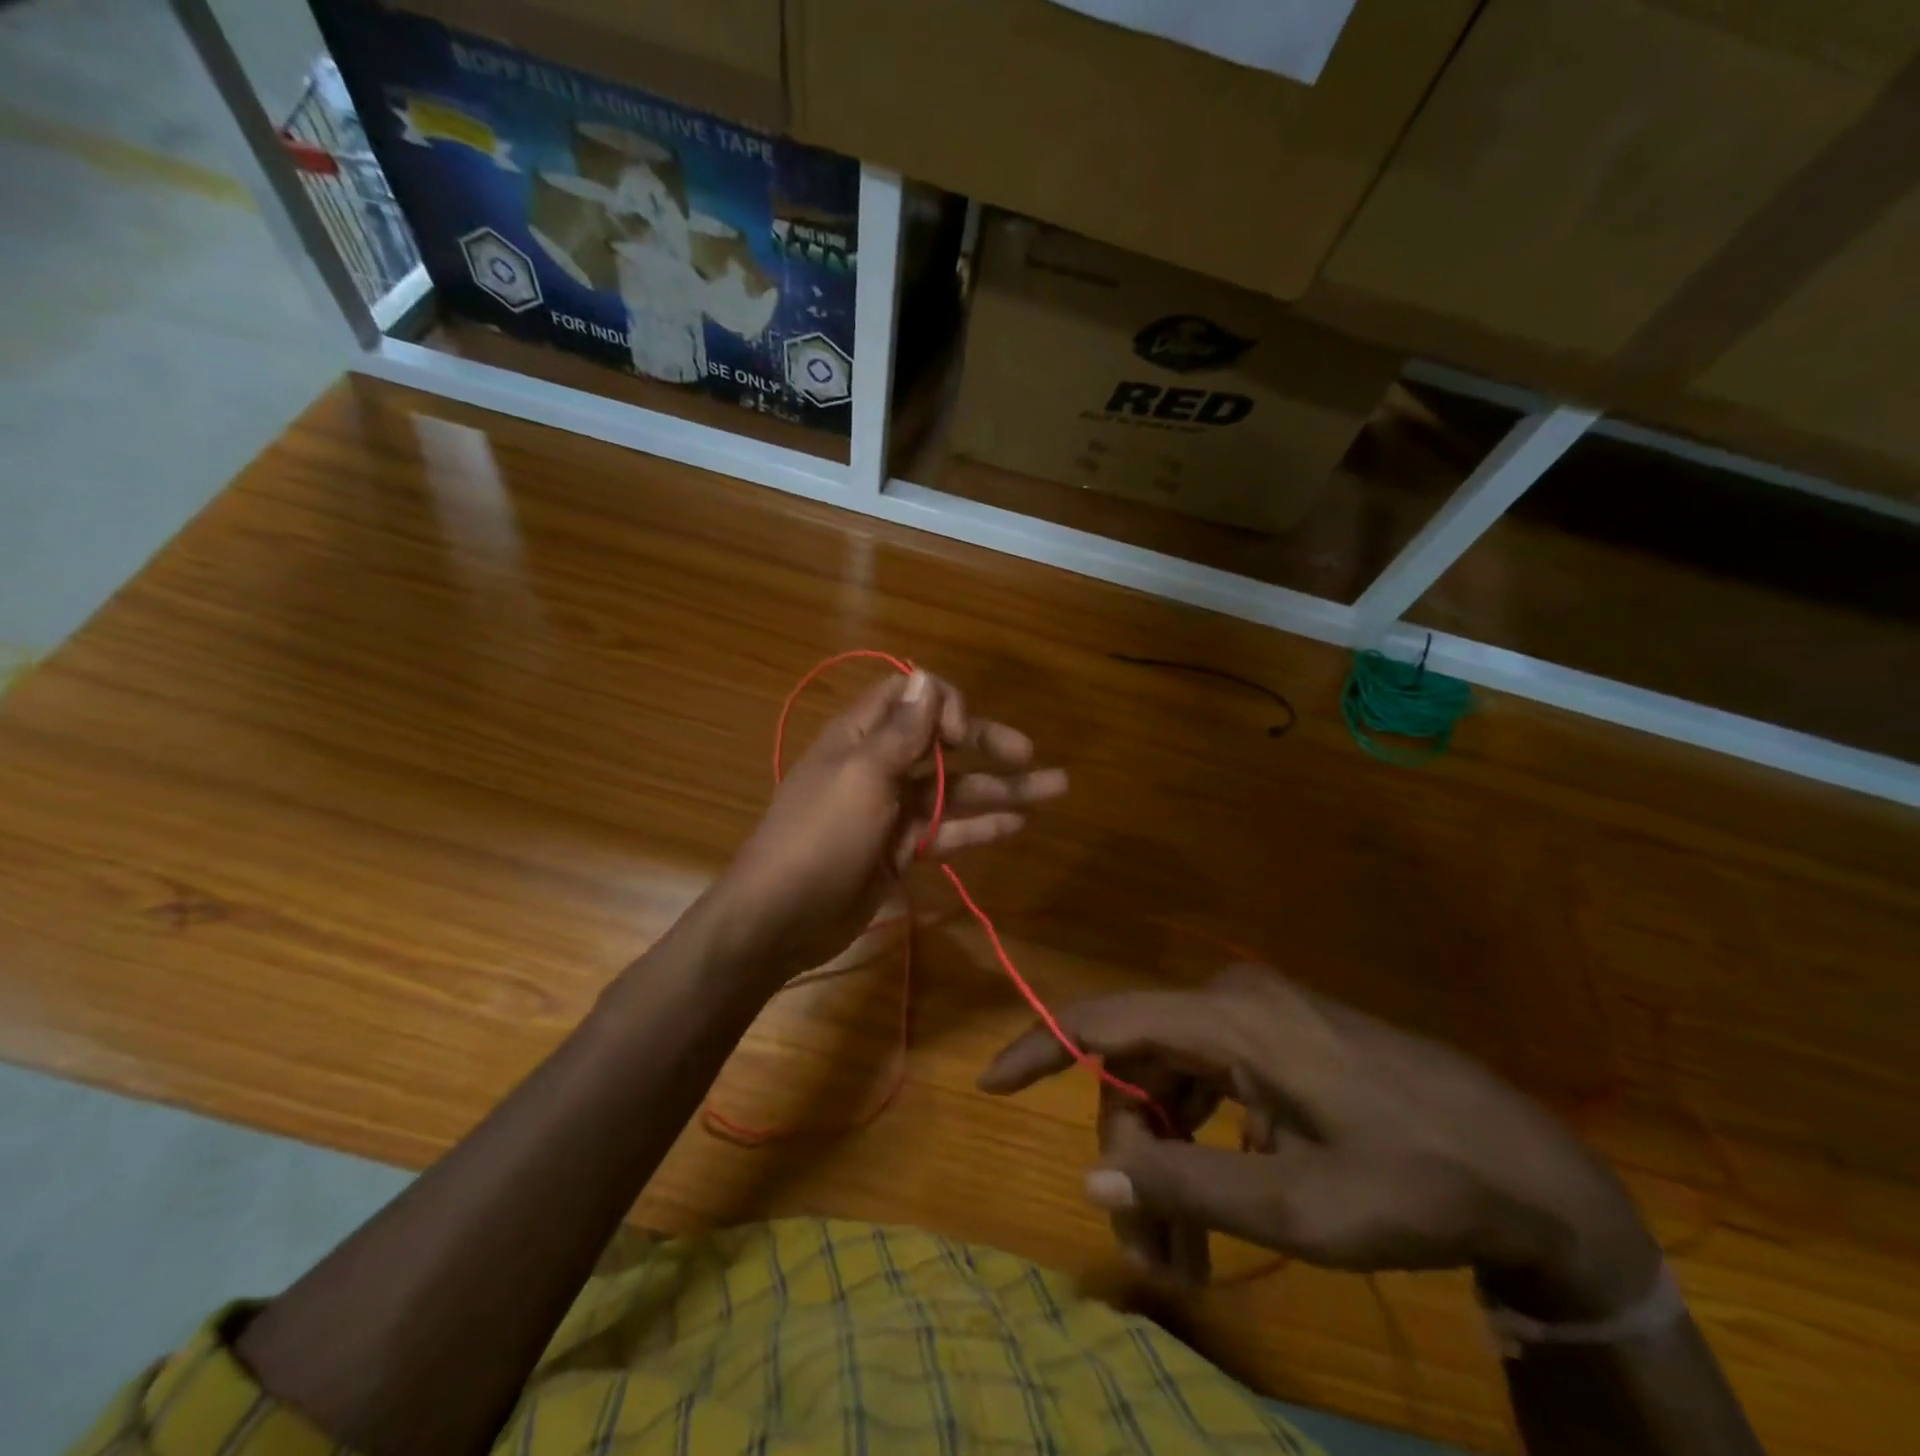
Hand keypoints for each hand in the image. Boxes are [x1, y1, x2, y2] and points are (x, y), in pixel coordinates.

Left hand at [706, 668, 1066, 981]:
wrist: (780, 918)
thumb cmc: (819, 837)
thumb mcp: (861, 777)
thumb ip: (900, 732)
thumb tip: (926, 676)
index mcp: (861, 736)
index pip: (909, 696)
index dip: (942, 703)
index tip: (960, 735)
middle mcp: (880, 765)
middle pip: (941, 742)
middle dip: (985, 742)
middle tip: (1029, 753)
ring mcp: (893, 809)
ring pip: (955, 790)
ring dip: (1001, 787)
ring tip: (1056, 787)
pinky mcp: (902, 848)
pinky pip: (949, 830)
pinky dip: (981, 826)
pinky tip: (1019, 824)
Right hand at [980, 964, 1661, 1314]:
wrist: (1534, 1173)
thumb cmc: (1418, 1184)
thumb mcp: (1300, 1208)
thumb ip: (1187, 1187)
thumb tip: (1091, 1176)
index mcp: (1230, 1020)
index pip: (1105, 1021)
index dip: (1040, 1047)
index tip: (990, 1086)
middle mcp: (1233, 1002)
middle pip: (1141, 1072)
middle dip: (1132, 1159)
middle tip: (1153, 1254)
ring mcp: (1261, 1019)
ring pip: (1174, 1083)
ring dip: (1166, 1162)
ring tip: (1184, 1255)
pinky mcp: (1282, 1042)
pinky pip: (1212, 1085)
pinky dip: (1203, 1145)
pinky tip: (1229, 1205)